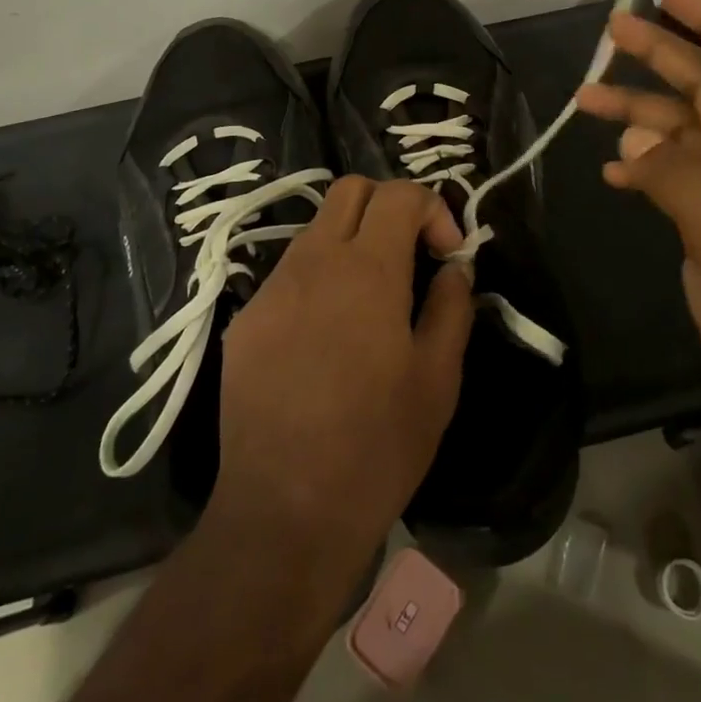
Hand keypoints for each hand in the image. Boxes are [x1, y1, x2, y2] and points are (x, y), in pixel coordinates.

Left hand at [211, 177, 474, 558]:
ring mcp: (273, 288)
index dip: (433, 209)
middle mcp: (313, 261)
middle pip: (350, 190)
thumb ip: (451, 305)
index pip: (399, 194)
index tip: (448, 254)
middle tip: (411, 254)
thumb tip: (453, 268)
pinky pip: (290, 275)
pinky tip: (329, 338)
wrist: (284, 511)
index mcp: (366, 269)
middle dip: (389, 206)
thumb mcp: (438, 377)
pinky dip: (320, 280)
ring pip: (317, 230)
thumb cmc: (377, 445)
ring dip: (352, 243)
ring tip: (372, 301)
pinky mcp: (247, 320)